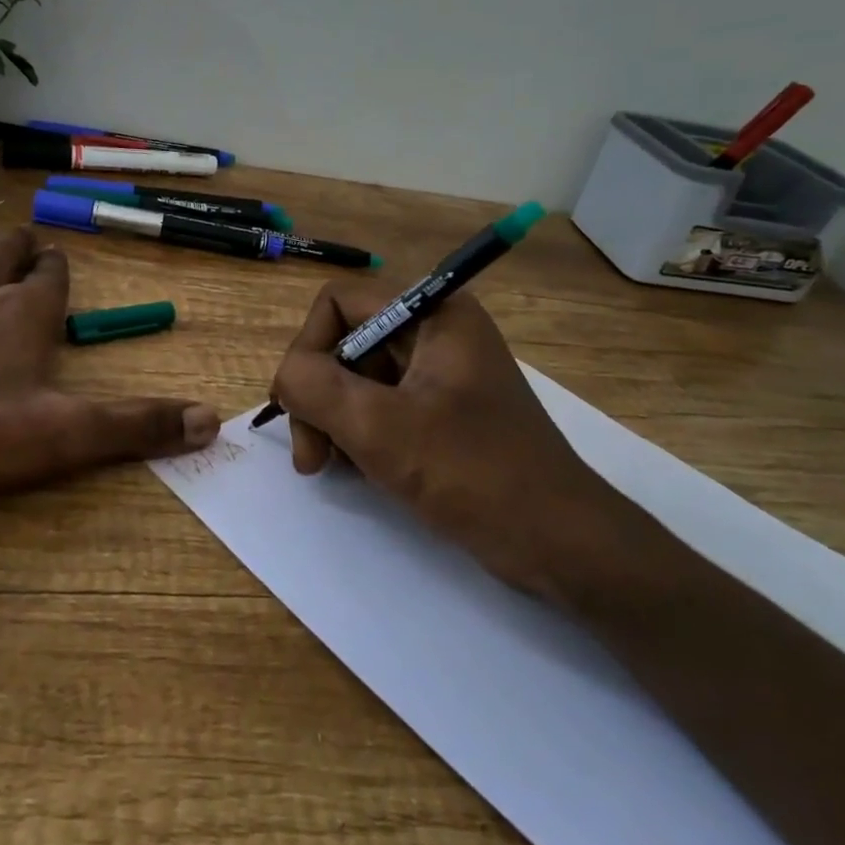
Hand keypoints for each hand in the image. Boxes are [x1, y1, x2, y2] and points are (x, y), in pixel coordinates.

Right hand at [268, 279, 643, 600]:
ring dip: (333, 421)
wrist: (559, 542)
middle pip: (346, 343)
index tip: (298, 407)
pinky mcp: (442, 412)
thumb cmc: (474, 474)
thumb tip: (286, 375)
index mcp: (433, 314)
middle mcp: (436, 332)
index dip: (307, 348)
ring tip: (330, 470)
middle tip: (311, 458)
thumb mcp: (381, 428)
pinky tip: (358, 473)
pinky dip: (359, 436)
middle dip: (318, 397)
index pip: (338, 303)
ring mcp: (440, 375)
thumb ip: (315, 388)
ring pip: (358, 379)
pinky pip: (381, 407)